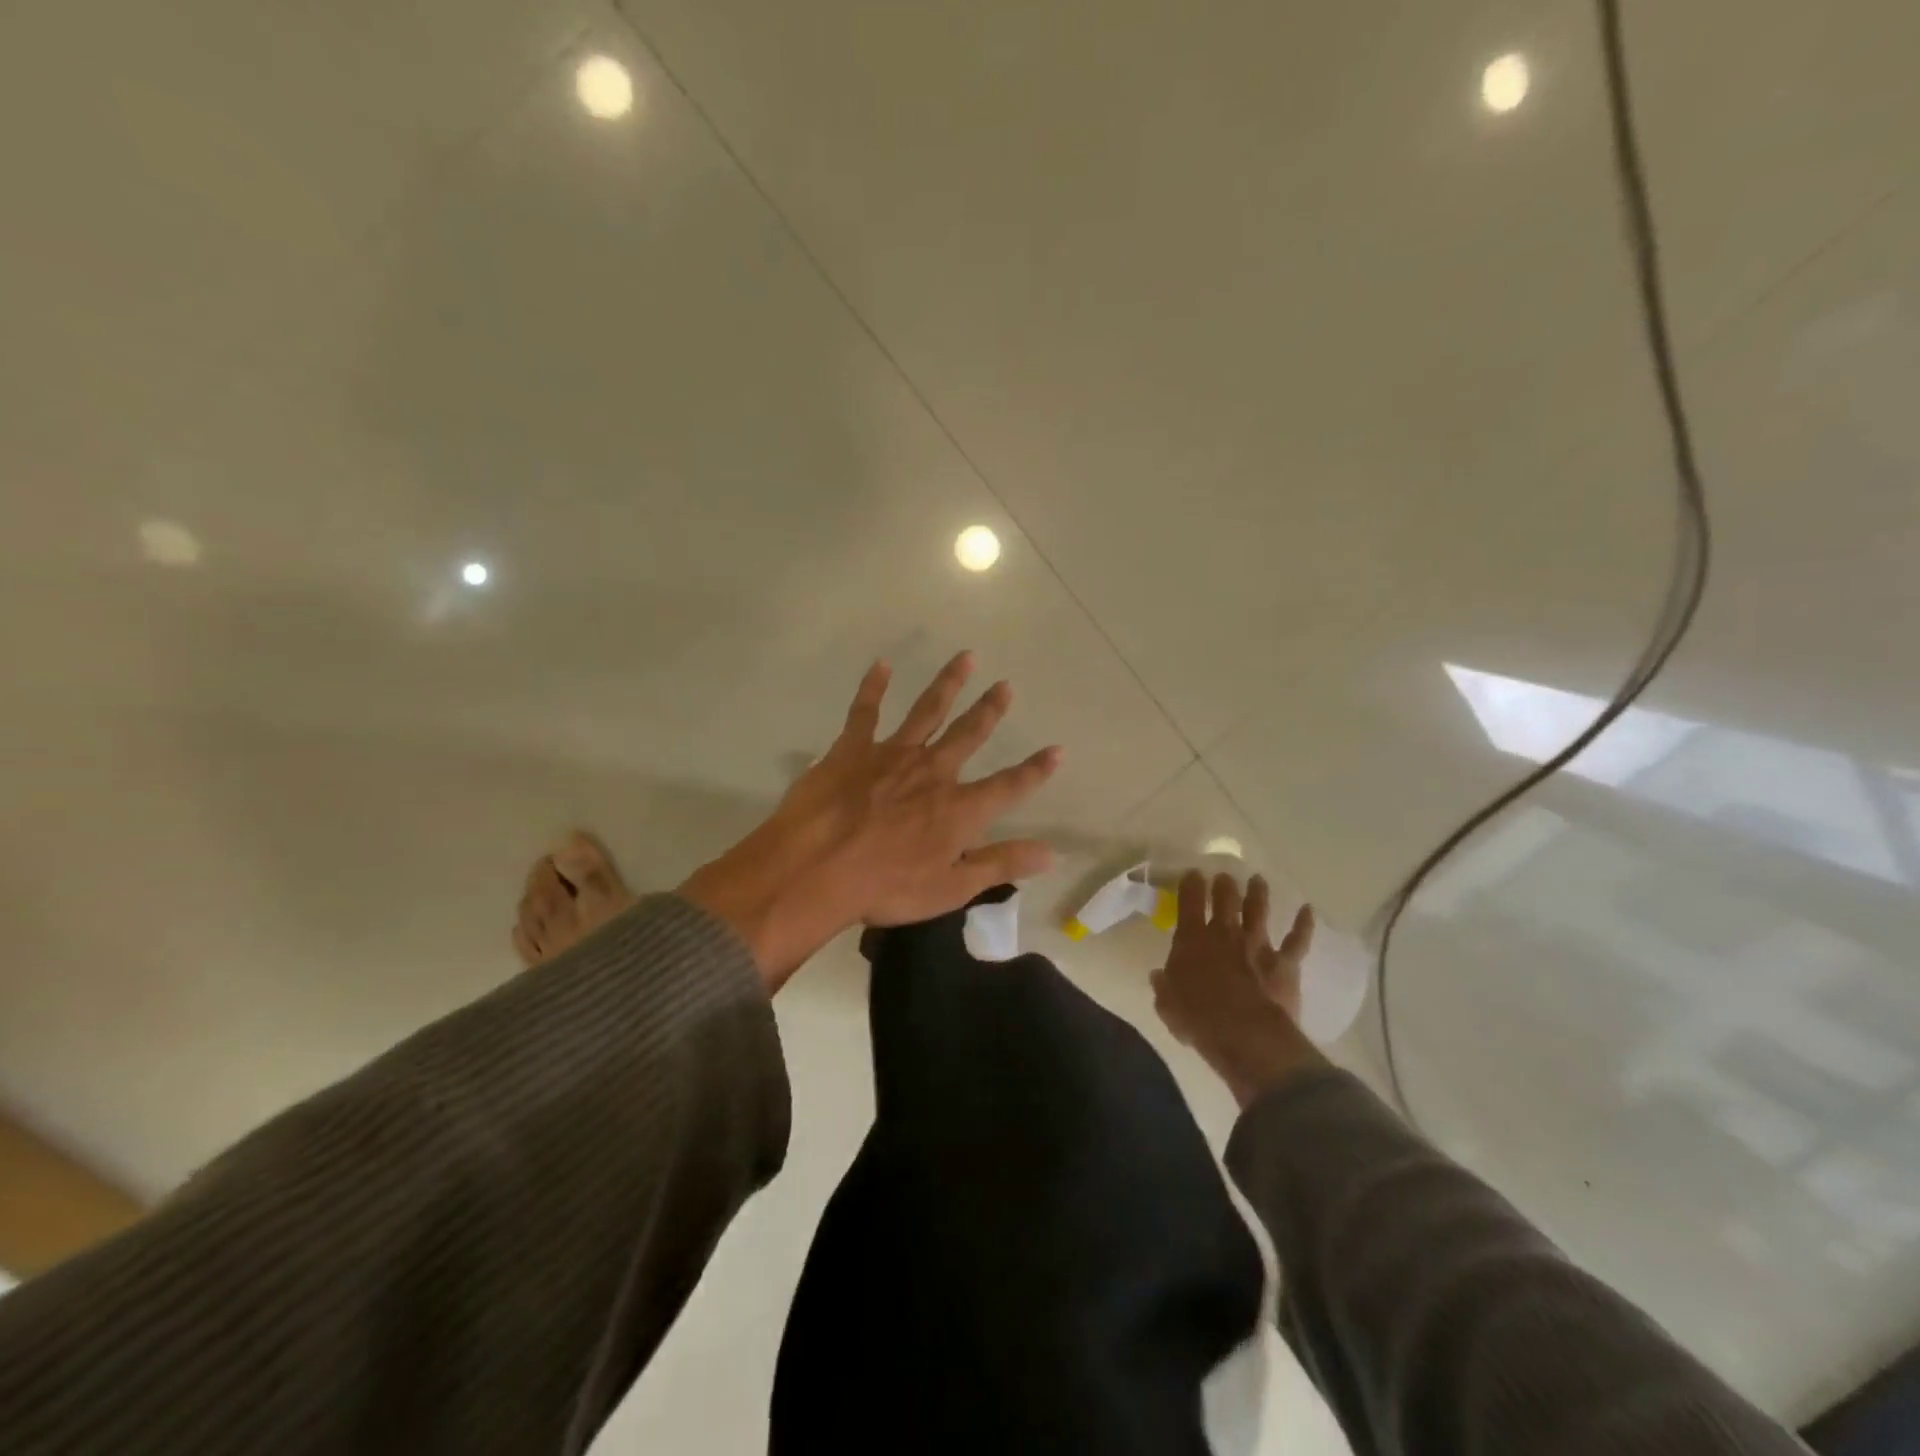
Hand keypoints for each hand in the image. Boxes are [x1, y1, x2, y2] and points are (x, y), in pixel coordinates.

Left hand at [680, 652, 1061, 990]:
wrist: (816, 869)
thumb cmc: (885, 887)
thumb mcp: (951, 887)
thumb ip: (1001, 864)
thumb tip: (1051, 853)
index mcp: (958, 809)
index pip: (1009, 786)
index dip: (1036, 770)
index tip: (1057, 749)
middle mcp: (933, 772)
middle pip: (969, 734)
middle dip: (990, 710)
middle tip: (1005, 685)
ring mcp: (892, 755)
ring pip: (927, 711)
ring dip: (948, 683)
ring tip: (965, 657)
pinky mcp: (853, 749)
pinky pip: (865, 711)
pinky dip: (873, 687)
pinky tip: (881, 665)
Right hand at [1152, 872, 1324, 1107]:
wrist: (1246, 1034)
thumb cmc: (1199, 1019)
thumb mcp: (1167, 1005)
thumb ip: (1164, 986)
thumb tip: (1159, 976)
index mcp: (1192, 939)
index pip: (1189, 902)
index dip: (1191, 885)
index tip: (1193, 874)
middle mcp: (1225, 934)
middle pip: (1225, 899)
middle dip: (1224, 885)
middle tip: (1224, 876)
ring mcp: (1257, 945)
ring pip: (1258, 910)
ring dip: (1258, 893)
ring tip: (1258, 880)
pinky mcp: (1285, 962)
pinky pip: (1297, 939)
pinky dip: (1304, 924)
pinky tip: (1308, 910)